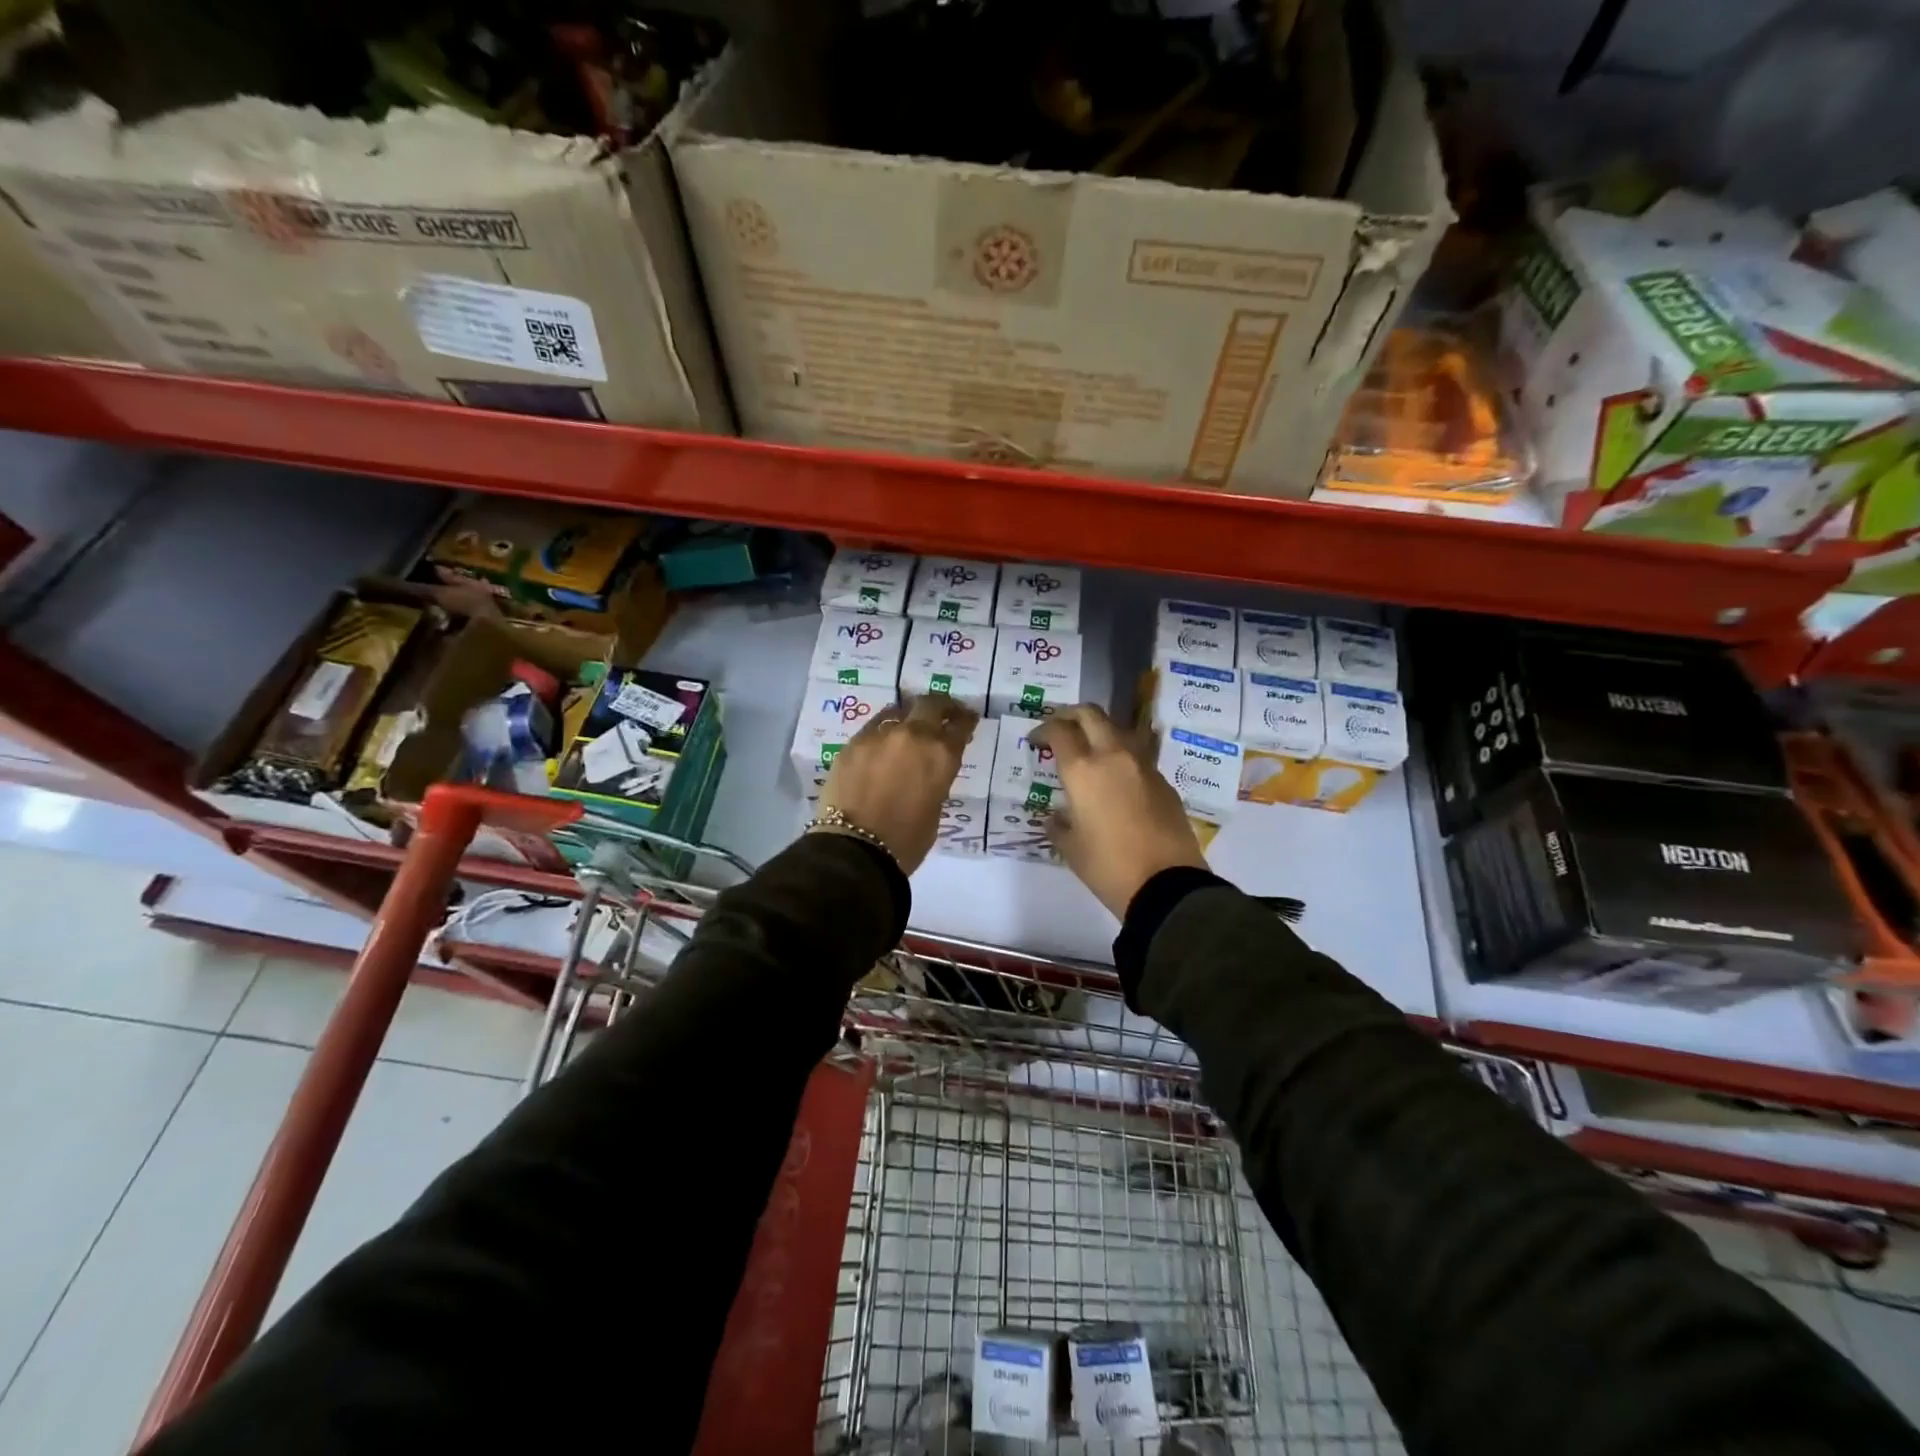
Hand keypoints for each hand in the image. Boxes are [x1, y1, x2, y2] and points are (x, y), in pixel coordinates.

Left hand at [816, 693, 978, 874]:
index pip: (959, 726)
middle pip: (931, 704)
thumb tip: (928, 769)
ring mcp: (879, 735)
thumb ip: (936, 779)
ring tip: (909, 726)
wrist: (856, 849)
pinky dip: (883, 731)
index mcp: (941, 755)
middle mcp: (912, 735)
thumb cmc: (906, 840)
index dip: (965, 720)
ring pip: (899, 711)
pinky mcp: (853, 743)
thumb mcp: (935, 808)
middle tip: (943, 713)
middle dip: (941, 706)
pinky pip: (873, 727)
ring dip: (909, 716)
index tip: (967, 719)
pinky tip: (882, 743)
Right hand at [1032, 704, 1207, 919]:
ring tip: (1089, 750)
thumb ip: (1058, 826)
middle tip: (1061, 728)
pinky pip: (1137, 756)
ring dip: (1100, 731)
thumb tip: (1055, 818)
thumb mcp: (1071, 849)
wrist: (1167, 884)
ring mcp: (1143, 766)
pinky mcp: (1163, 781)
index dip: (1043, 730)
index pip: (1059, 731)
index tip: (1035, 741)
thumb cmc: (1108, 867)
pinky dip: (1121, 757)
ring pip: (1118, 729)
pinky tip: (1116, 780)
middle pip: (1091, 715)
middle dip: (1071, 715)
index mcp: (1083, 770)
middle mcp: (1113, 756)